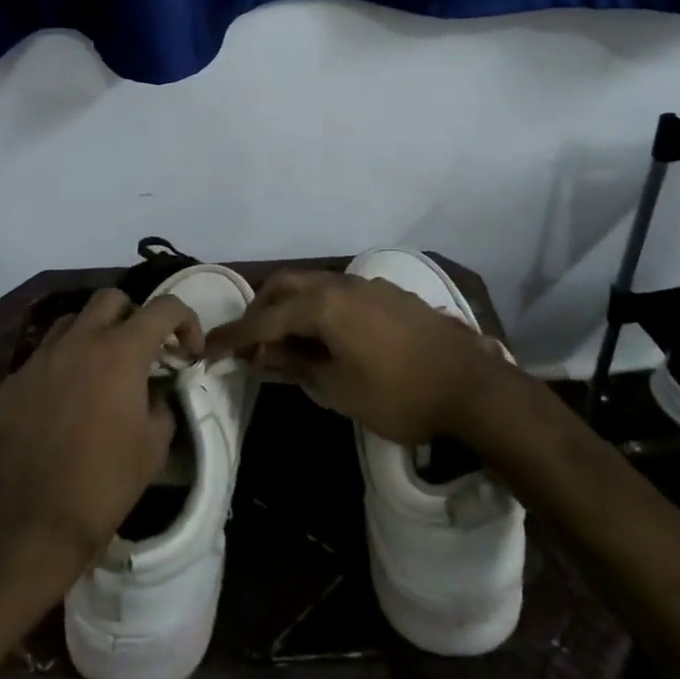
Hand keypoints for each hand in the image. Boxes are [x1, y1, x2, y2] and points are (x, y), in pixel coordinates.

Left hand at [0, 289, 200, 588]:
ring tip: (102, 369)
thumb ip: (161, 403)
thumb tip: (155, 390)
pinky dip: (63, 364)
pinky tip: (65, 401)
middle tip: (144, 352)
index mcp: (121, 351)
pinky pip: (44, 356)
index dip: (186, 321)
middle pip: (112, 299)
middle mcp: (79, 341)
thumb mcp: (154, 446)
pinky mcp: (13, 382)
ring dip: (95, 333)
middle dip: (135, 316)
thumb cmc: (103, 485)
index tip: (190, 351)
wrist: (28, 527)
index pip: (164, 308)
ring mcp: (40, 359)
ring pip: (73, 321)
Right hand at [205, 269, 504, 445]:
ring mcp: (368, 285)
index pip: (265, 318)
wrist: (473, 386)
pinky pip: (339, 294)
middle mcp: (342, 284)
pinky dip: (318, 309)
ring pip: (314, 286)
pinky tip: (326, 337)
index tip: (207, 349)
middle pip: (286, 286)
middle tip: (248, 343)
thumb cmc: (399, 394)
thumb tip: (265, 353)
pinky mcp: (389, 295)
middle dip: (260, 310)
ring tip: (284, 343)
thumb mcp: (338, 389)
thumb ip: (296, 364)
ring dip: (290, 308)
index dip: (234, 336)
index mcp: (323, 304)